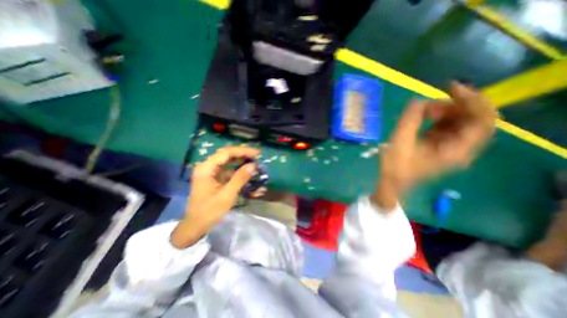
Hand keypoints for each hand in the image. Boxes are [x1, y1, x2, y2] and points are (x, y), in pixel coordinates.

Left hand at [171, 146, 259, 248]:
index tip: (257, 153)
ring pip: (228, 161)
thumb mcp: (227, 195)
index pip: (226, 153)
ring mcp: (210, 172)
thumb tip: (253, 165)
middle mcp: (207, 166)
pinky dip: (238, 170)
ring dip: (241, 161)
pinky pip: (228, 170)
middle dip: (243, 154)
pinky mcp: (214, 178)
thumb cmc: (209, 212)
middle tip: (257, 156)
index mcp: (206, 168)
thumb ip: (240, 178)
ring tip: (255, 162)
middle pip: (227, 155)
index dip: (243, 151)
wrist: (195, 226)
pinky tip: (248, 173)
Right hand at [375, 83, 497, 210]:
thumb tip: (417, 101)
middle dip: (456, 105)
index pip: (481, 121)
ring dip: (445, 111)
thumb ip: (409, 121)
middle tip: (432, 102)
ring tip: (424, 111)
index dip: (472, 100)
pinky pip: (448, 126)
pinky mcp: (441, 145)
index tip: (450, 88)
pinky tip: (424, 117)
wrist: (392, 183)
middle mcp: (461, 148)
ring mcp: (451, 147)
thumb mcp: (399, 143)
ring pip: (461, 121)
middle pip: (474, 119)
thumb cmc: (395, 167)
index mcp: (455, 151)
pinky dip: (439, 118)